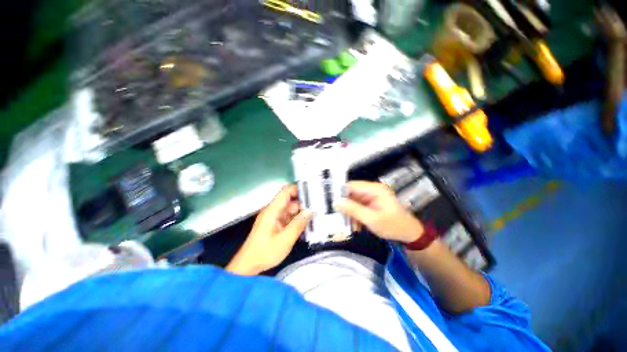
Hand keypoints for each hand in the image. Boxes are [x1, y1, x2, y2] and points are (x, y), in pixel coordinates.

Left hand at [226, 185, 311, 274]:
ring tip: (314, 218)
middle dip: (303, 204)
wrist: (248, 265)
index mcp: (273, 210)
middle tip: (317, 209)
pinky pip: (288, 218)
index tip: (311, 193)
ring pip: (290, 210)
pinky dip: (296, 220)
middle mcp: (273, 211)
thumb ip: (298, 224)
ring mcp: (274, 218)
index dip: (298, 189)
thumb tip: (310, 211)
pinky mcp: (275, 224)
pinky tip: (305, 226)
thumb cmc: (265, 252)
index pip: (285, 192)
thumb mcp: (285, 239)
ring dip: (301, 213)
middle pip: (290, 201)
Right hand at [335, 181, 422, 242]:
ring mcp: (371, 197)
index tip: (332, 204)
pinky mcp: (371, 204)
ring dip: (349, 213)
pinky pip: (358, 207)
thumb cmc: (393, 226)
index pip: (352, 185)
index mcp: (374, 189)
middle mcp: (372, 190)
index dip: (340, 193)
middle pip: (351, 193)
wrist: (410, 235)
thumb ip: (353, 210)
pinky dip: (355, 216)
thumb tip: (336, 202)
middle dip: (344, 205)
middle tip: (338, 217)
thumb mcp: (372, 219)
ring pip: (353, 201)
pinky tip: (355, 225)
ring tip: (347, 224)